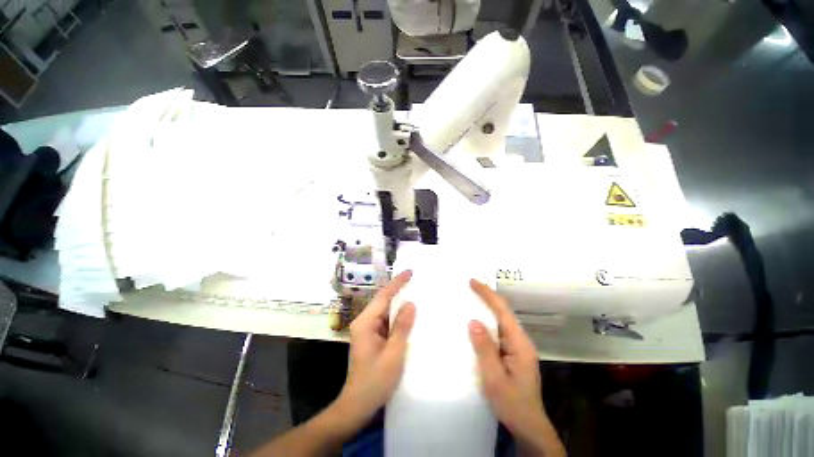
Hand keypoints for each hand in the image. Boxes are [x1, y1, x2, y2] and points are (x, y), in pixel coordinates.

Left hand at [335, 270, 415, 425]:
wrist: (357, 406)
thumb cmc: (374, 381)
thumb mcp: (393, 354)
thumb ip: (402, 327)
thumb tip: (410, 304)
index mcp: (365, 322)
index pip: (383, 296)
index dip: (397, 283)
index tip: (410, 272)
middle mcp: (364, 322)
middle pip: (384, 301)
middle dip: (399, 290)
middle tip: (417, 281)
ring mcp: (368, 330)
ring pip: (386, 311)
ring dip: (400, 304)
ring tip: (417, 294)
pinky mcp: (373, 337)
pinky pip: (387, 321)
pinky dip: (398, 317)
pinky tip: (410, 316)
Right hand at [468, 280, 564, 456]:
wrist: (528, 426)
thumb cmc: (512, 404)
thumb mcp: (494, 378)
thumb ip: (485, 349)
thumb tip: (473, 321)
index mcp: (520, 344)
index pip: (503, 311)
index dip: (488, 294)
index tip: (473, 282)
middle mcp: (520, 341)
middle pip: (503, 312)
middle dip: (487, 297)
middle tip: (469, 286)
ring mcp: (517, 347)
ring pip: (501, 320)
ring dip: (487, 307)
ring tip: (470, 298)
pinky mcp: (512, 353)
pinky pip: (498, 331)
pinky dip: (487, 321)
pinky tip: (476, 321)